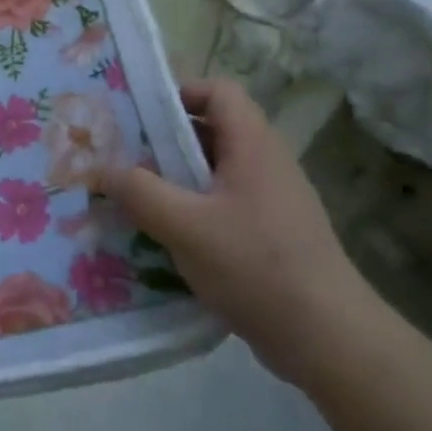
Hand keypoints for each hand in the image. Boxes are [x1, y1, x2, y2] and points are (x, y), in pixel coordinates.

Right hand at [101, 79, 379, 385]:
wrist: (327, 338)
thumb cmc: (255, 266)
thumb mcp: (185, 226)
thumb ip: (139, 192)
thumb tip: (104, 170)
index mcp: (253, 146)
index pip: (219, 92)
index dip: (179, 93)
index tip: (138, 116)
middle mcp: (266, 164)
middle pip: (211, 131)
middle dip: (163, 141)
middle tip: (121, 158)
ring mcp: (271, 201)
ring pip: (213, 172)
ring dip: (173, 180)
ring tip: (133, 199)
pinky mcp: (270, 234)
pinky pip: (222, 205)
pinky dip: (191, 210)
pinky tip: (164, 238)